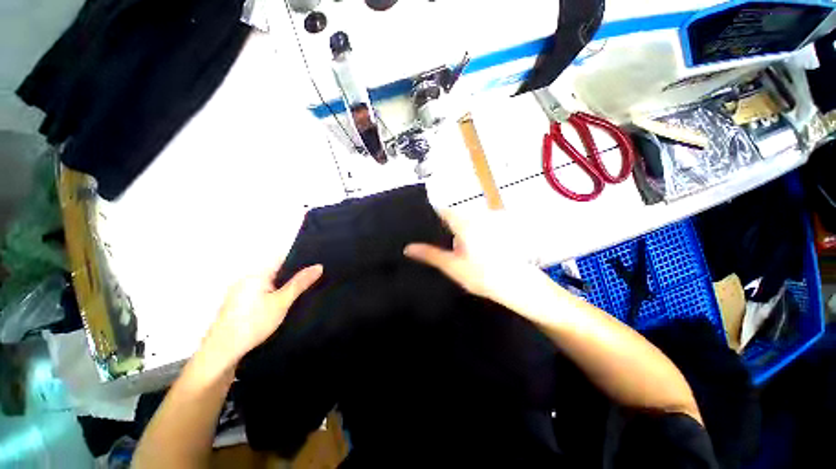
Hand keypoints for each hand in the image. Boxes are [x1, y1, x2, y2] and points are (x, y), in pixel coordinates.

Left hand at [200, 263, 322, 369]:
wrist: (222, 353)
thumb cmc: (253, 323)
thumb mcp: (282, 302)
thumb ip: (300, 283)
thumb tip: (319, 266)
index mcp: (256, 274)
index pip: (282, 258)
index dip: (300, 259)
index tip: (316, 265)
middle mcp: (246, 279)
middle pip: (276, 271)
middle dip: (293, 275)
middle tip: (313, 281)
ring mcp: (240, 292)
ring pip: (269, 283)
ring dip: (283, 287)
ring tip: (302, 292)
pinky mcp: (238, 305)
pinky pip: (261, 293)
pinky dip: (274, 295)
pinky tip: (283, 305)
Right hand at [404, 209, 547, 310]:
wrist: (518, 286)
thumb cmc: (483, 276)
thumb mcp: (453, 266)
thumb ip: (430, 255)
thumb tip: (408, 248)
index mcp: (464, 223)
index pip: (442, 211)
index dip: (429, 215)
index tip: (417, 224)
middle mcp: (476, 218)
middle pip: (452, 217)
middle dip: (440, 226)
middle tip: (428, 240)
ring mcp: (488, 223)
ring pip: (464, 223)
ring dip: (454, 232)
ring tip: (444, 246)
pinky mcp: (496, 231)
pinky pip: (474, 228)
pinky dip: (466, 235)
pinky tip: (464, 250)